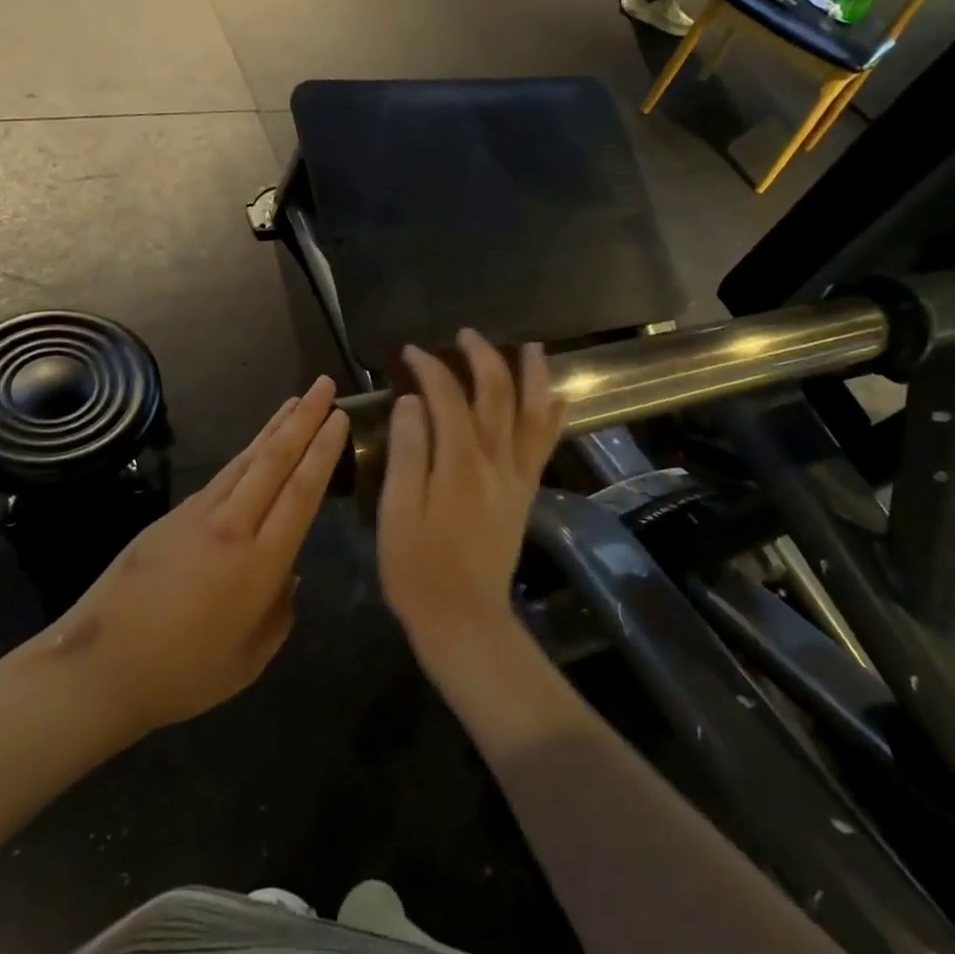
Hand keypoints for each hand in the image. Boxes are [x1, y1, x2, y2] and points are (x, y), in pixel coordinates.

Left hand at [24, 376, 348, 737]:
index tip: (339, 416)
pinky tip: (254, 449)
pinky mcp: (172, 517)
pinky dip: (245, 454)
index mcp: (261, 563)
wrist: (100, 667)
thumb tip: (288, 573)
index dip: (323, 451)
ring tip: (294, 402)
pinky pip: (221, 477)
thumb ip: (280, 609)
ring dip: (274, 428)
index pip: (301, 492)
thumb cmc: (185, 673)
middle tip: (323, 385)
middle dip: (304, 418)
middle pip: (275, 460)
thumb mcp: (252, 656)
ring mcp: (198, 515)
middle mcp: (233, 526)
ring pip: (246, 460)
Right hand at [377, 331, 565, 663]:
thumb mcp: (396, 512)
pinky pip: (544, 445)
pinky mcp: (525, 493)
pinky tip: (558, 399)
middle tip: (466, 334)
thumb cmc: (417, 568)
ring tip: (532, 347)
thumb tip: (412, 401)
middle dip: (483, 357)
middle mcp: (495, 461)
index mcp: (459, 463)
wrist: (464, 618)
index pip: (447, 398)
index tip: (412, 352)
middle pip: (496, 395)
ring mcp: (516, 477)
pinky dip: (552, 417)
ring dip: (533, 377)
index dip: (430, 368)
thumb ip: (407, 452)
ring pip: (532, 414)